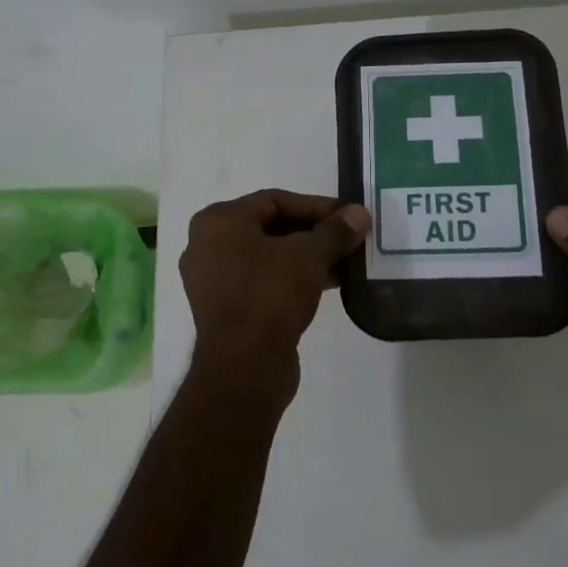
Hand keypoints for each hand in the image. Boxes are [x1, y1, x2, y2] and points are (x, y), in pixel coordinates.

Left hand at [180, 190, 370, 404]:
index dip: (316, 206)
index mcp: (218, 222)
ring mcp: (213, 280)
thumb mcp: (309, 256)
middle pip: (270, 227)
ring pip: (268, 256)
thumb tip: (360, 213)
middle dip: (314, 233)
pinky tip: (328, 284)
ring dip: (307, 257)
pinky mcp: (226, 308)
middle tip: (349, 238)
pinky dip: (292, 278)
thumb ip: (335, 231)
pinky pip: (263, 281)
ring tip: (346, 262)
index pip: (274, 200)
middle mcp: (207, 245)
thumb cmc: (270, 295)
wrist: (245, 366)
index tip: (349, 217)